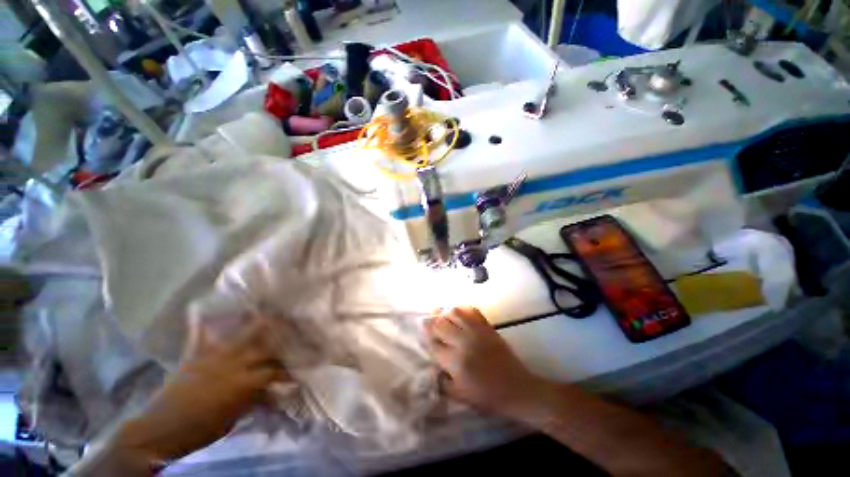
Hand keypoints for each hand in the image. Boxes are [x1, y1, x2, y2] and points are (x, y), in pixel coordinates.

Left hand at [115, 314, 288, 462]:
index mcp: (245, 382)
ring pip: (241, 335)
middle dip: (282, 337)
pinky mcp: (194, 356)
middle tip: (295, 327)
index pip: (276, 371)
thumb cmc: (202, 429)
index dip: (290, 369)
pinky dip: (203, 323)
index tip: (300, 367)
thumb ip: (256, 400)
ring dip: (256, 323)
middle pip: (264, 347)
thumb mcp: (234, 419)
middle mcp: (234, 364)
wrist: (160, 430)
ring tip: (269, 311)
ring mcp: (213, 357)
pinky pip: (200, 335)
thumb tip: (275, 391)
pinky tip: (206, 308)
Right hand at [424, 307, 550, 418]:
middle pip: (441, 324)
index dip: (426, 336)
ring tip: (439, 312)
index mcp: (456, 362)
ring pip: (454, 313)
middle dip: (431, 321)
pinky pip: (472, 311)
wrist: (516, 388)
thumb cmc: (487, 396)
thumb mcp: (460, 396)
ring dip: (444, 312)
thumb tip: (432, 368)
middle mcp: (463, 343)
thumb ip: (442, 383)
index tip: (422, 331)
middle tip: (427, 319)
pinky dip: (462, 308)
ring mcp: (476, 332)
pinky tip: (457, 311)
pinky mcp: (487, 327)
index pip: (434, 343)